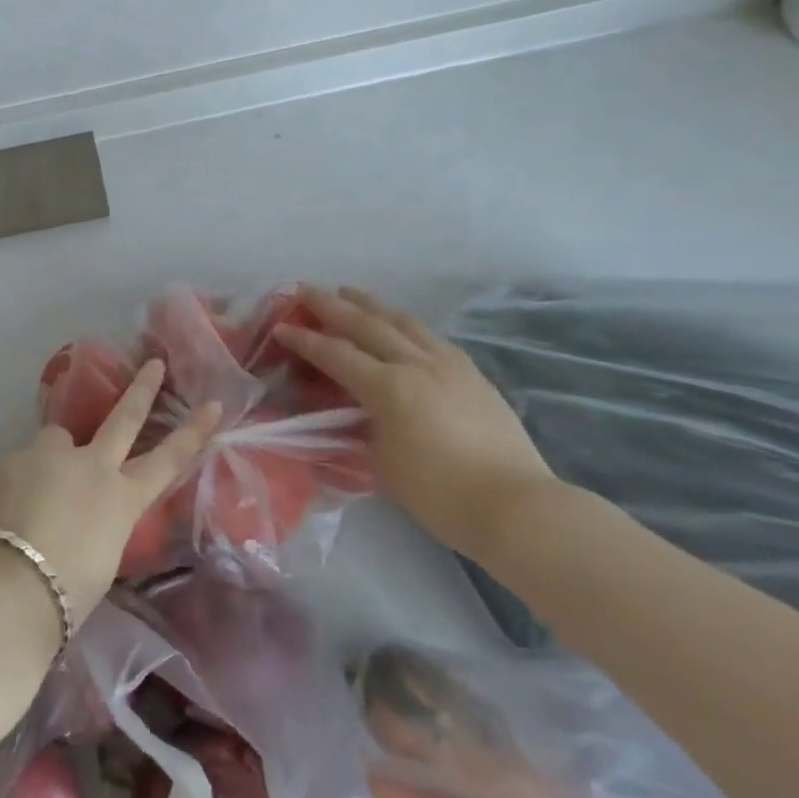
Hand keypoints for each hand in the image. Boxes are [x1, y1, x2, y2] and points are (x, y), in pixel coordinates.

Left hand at [0, 360, 218, 628]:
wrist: (13, 585)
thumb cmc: (67, 591)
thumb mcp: (101, 556)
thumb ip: (99, 520)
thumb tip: (83, 509)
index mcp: (122, 499)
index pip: (167, 461)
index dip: (193, 432)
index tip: (213, 405)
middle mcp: (92, 466)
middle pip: (124, 418)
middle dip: (142, 389)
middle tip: (154, 364)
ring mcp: (52, 456)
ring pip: (59, 438)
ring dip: (56, 454)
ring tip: (39, 487)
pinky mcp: (15, 458)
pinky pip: (25, 462)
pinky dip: (24, 478)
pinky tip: (11, 505)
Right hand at [276, 287, 554, 565]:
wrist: (517, 507)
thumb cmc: (439, 493)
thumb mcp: (381, 463)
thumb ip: (362, 428)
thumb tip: (356, 413)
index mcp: (389, 387)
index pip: (335, 354)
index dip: (305, 340)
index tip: (280, 326)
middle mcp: (416, 364)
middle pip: (366, 325)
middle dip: (331, 306)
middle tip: (305, 290)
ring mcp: (449, 365)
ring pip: (402, 322)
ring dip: (371, 305)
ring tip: (349, 292)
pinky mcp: (472, 375)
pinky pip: (430, 337)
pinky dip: (404, 324)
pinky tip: (399, 324)